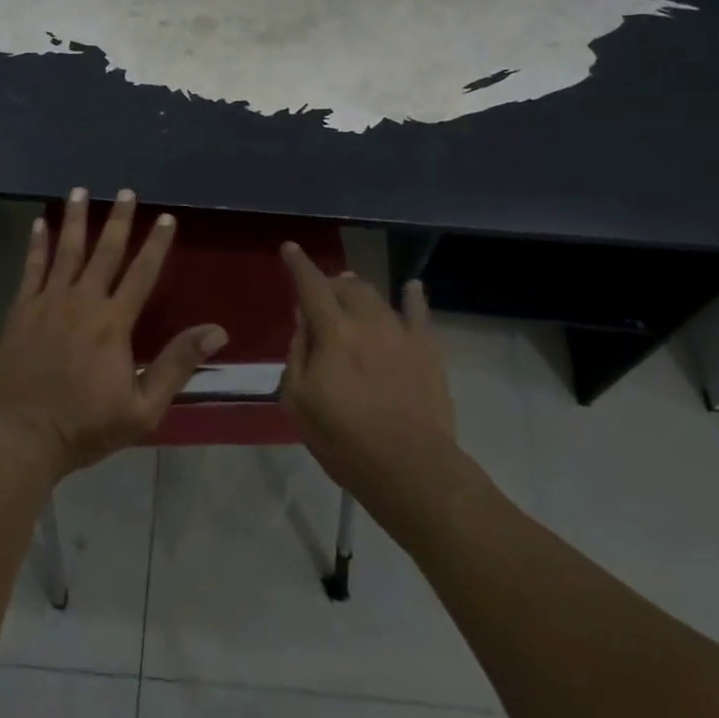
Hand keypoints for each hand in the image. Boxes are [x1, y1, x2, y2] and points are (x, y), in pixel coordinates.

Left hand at [0, 188, 226, 480]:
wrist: (21, 436)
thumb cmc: (85, 426)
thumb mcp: (143, 407)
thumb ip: (177, 364)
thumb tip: (217, 331)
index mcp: (114, 322)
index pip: (142, 273)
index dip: (156, 243)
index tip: (166, 217)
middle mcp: (83, 301)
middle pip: (104, 252)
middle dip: (117, 219)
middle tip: (125, 191)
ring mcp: (48, 302)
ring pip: (66, 250)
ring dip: (75, 219)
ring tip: (79, 191)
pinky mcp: (21, 310)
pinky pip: (31, 268)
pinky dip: (36, 244)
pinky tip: (40, 223)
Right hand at [279, 245, 455, 503]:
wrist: (410, 469)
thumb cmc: (345, 441)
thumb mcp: (299, 402)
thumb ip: (298, 354)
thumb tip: (303, 322)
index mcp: (333, 332)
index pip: (311, 286)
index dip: (299, 265)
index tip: (290, 249)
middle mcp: (367, 321)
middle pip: (346, 286)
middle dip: (329, 283)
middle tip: (320, 294)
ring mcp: (401, 333)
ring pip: (376, 296)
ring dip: (358, 290)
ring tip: (351, 292)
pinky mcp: (428, 350)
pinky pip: (419, 313)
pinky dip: (412, 296)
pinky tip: (411, 287)